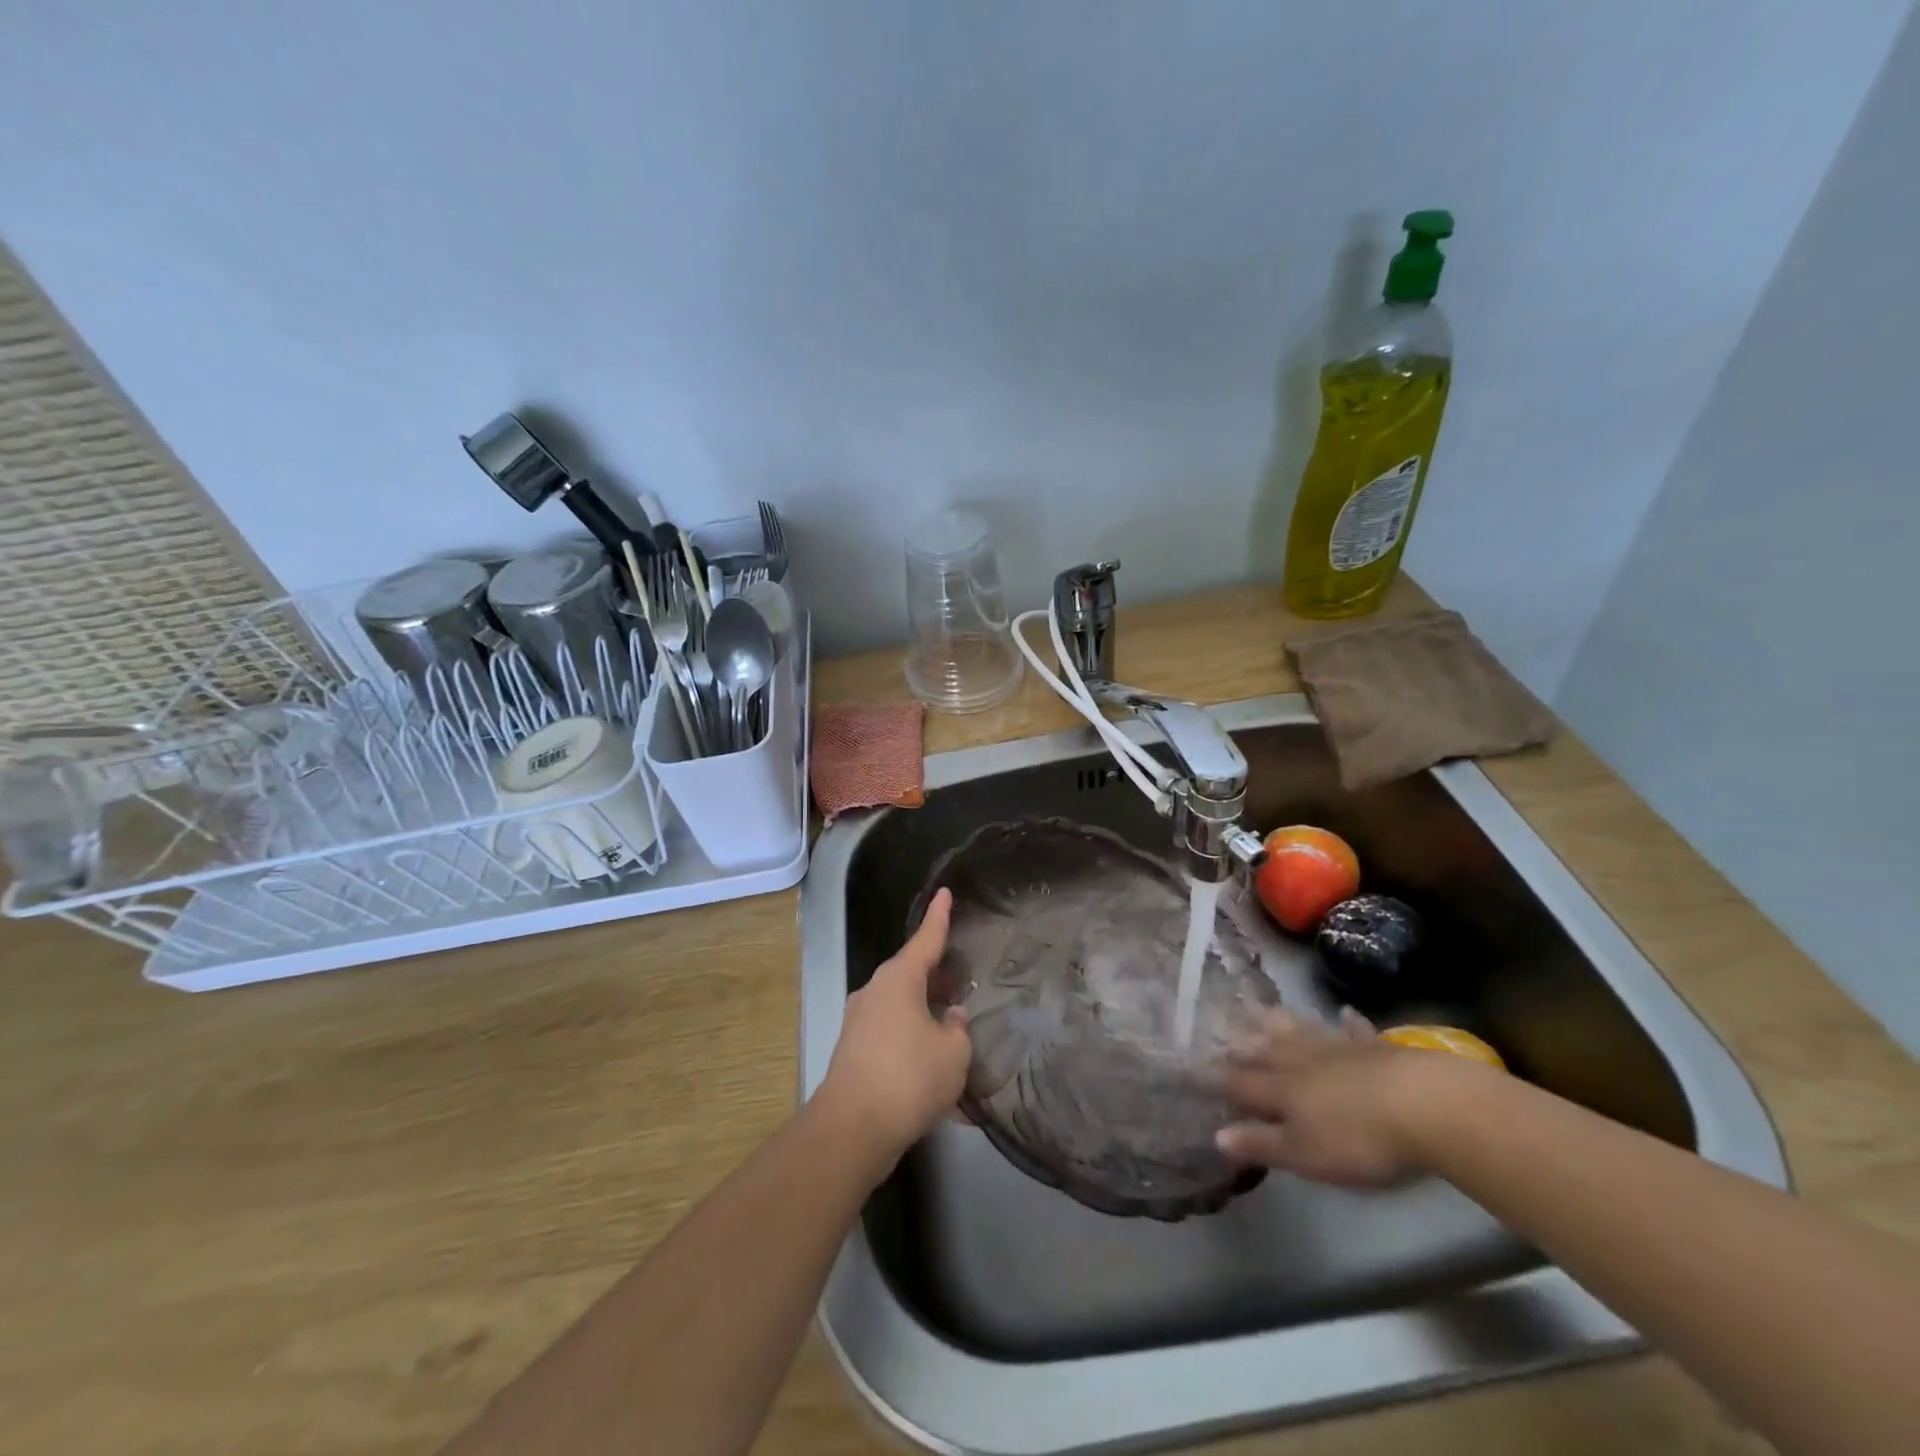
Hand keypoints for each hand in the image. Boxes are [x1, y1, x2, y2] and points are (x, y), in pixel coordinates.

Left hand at [817, 888, 971, 1164]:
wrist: (852, 1129)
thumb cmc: (909, 1078)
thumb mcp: (953, 1053)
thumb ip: (957, 1030)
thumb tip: (951, 1018)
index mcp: (899, 979)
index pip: (926, 939)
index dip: (939, 916)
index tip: (945, 892)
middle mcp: (875, 992)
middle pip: (912, 974)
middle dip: (938, 976)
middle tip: (963, 979)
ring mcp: (860, 1023)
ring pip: (902, 1007)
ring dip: (927, 1014)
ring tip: (955, 1028)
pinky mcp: (855, 1053)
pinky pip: (893, 1037)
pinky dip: (915, 1046)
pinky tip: (938, 1076)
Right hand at [1216, 1007, 1467, 1187]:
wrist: (1426, 1106)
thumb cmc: (1360, 1139)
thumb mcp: (1306, 1154)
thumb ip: (1263, 1143)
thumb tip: (1216, 1135)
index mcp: (1282, 1090)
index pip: (1240, 1083)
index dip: (1216, 1078)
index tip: (1192, 1070)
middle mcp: (1302, 1062)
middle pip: (1267, 1049)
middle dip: (1243, 1042)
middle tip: (1224, 1028)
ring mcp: (1339, 1050)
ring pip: (1301, 1032)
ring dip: (1282, 1023)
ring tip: (1265, 1009)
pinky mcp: (1376, 1048)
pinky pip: (1355, 1031)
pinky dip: (1347, 1022)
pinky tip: (1345, 1013)